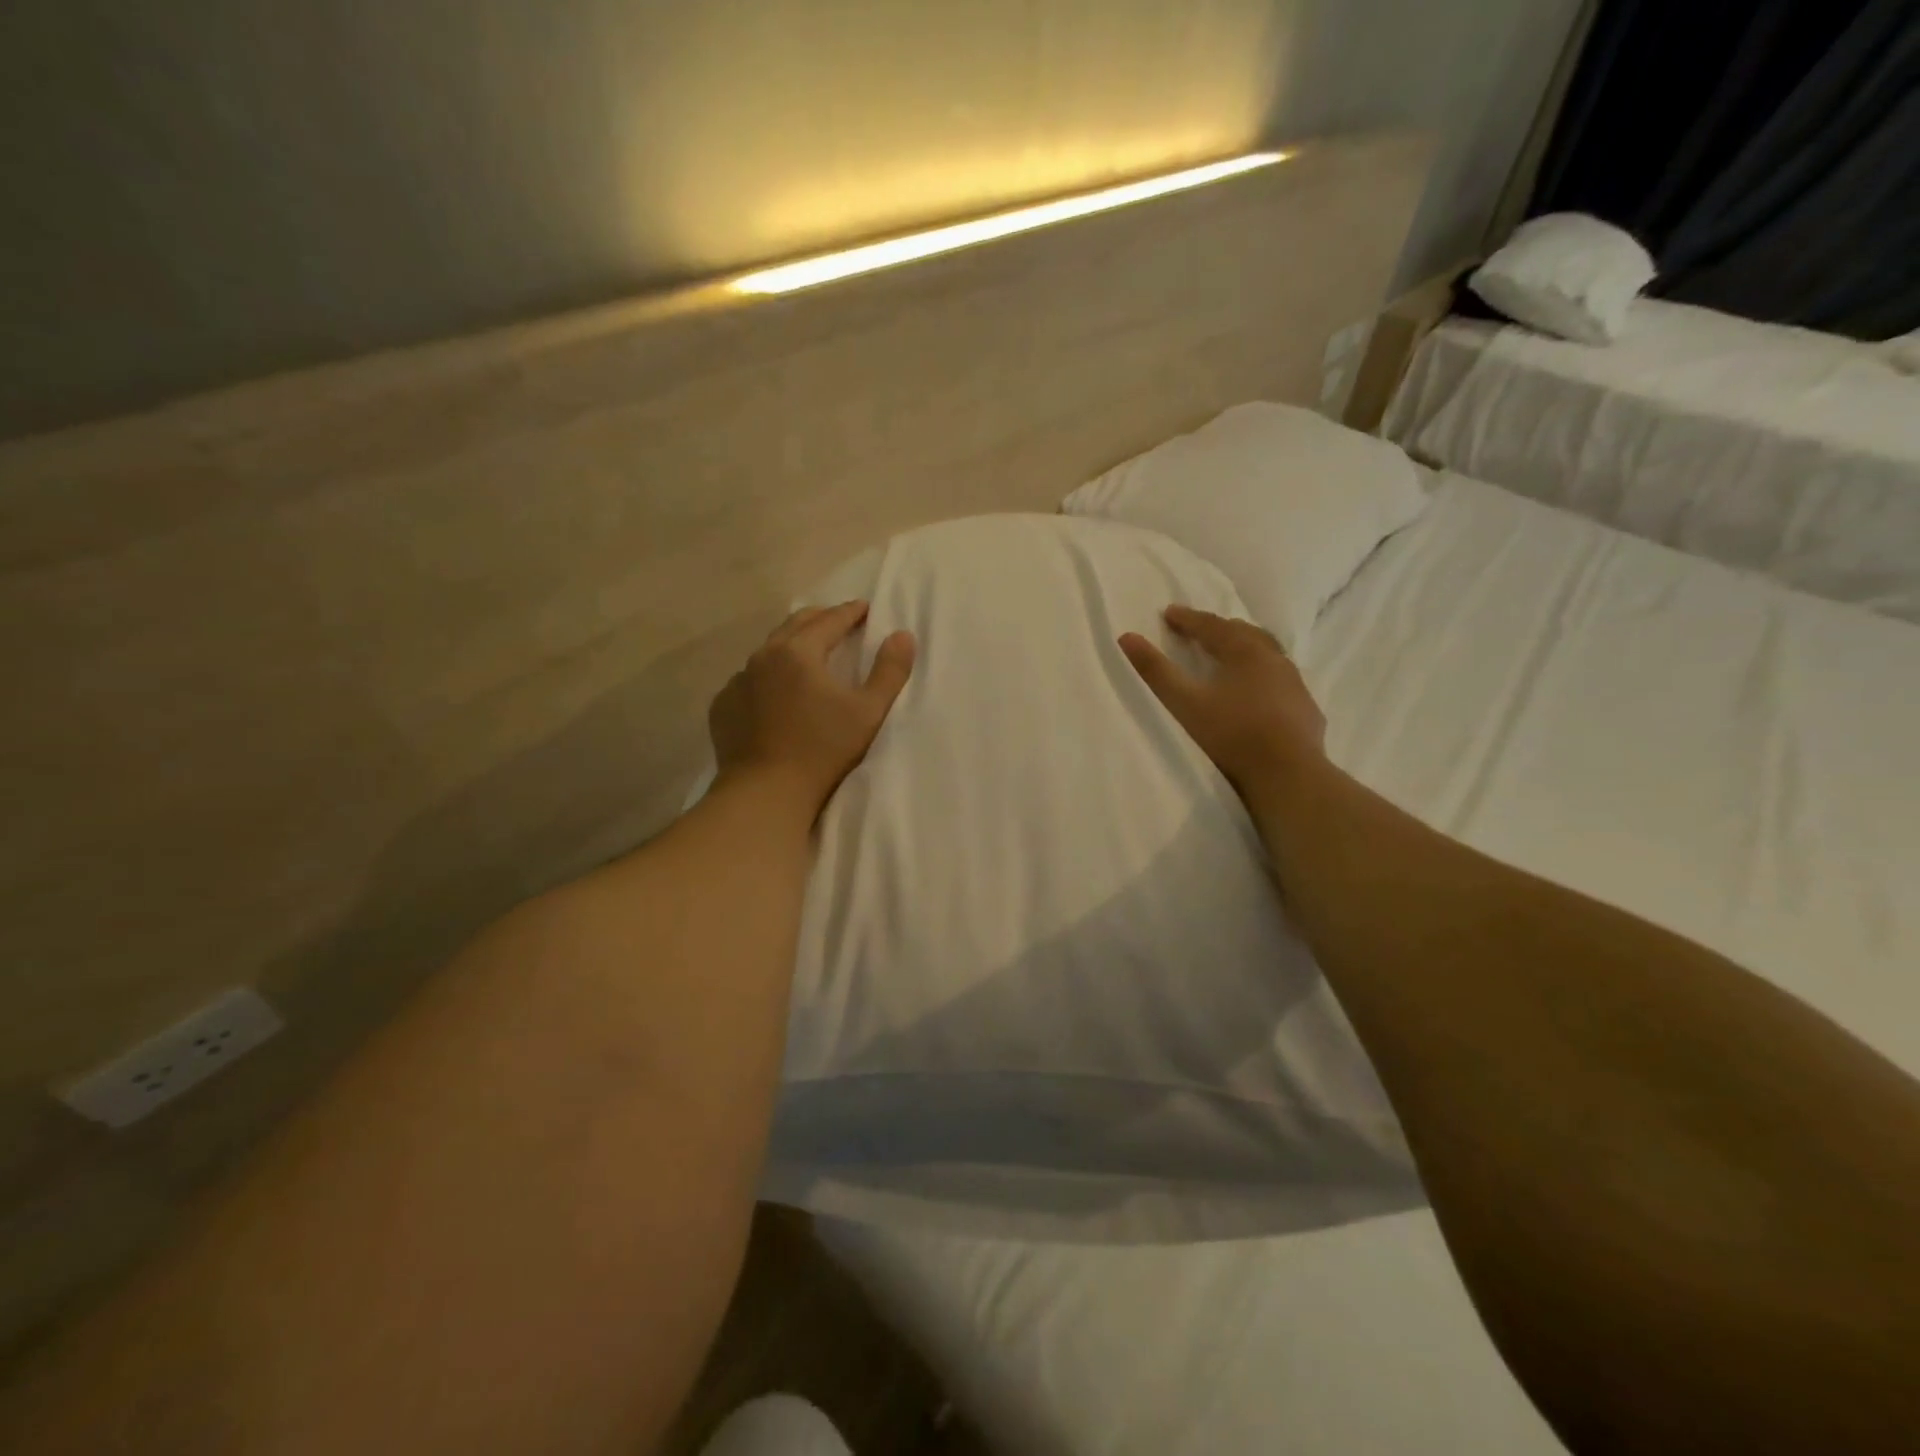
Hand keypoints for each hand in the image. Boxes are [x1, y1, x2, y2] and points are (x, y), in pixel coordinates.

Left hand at [709, 601, 915, 816]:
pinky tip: (775, 691)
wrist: (765, 792)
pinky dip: (767, 676)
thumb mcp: (868, 711)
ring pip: (768, 650)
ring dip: (791, 644)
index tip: (865, 608)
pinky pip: (749, 680)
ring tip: (807, 652)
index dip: (850, 612)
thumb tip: (902, 635)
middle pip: (795, 624)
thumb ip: (889, 670)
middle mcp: (763, 657)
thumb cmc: (822, 750)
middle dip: (820, 618)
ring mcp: (738, 681)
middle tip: (838, 620)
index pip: (830, 620)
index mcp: (799, 651)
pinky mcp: (723, 706)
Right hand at [1119, 605, 1326, 795]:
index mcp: (1245, 652)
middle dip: (1220, 629)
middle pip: (1245, 634)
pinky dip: (1266, 678)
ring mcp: (1295, 685)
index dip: (1188, 619)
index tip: (1169, 613)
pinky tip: (1262, 693)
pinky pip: (1283, 683)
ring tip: (1232, 656)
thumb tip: (1127, 637)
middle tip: (1201, 630)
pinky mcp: (1306, 710)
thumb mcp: (1184, 703)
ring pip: (1269, 656)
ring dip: (1247, 650)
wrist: (1287, 774)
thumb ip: (1156, 670)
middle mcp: (1274, 660)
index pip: (1212, 626)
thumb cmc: (1231, 734)